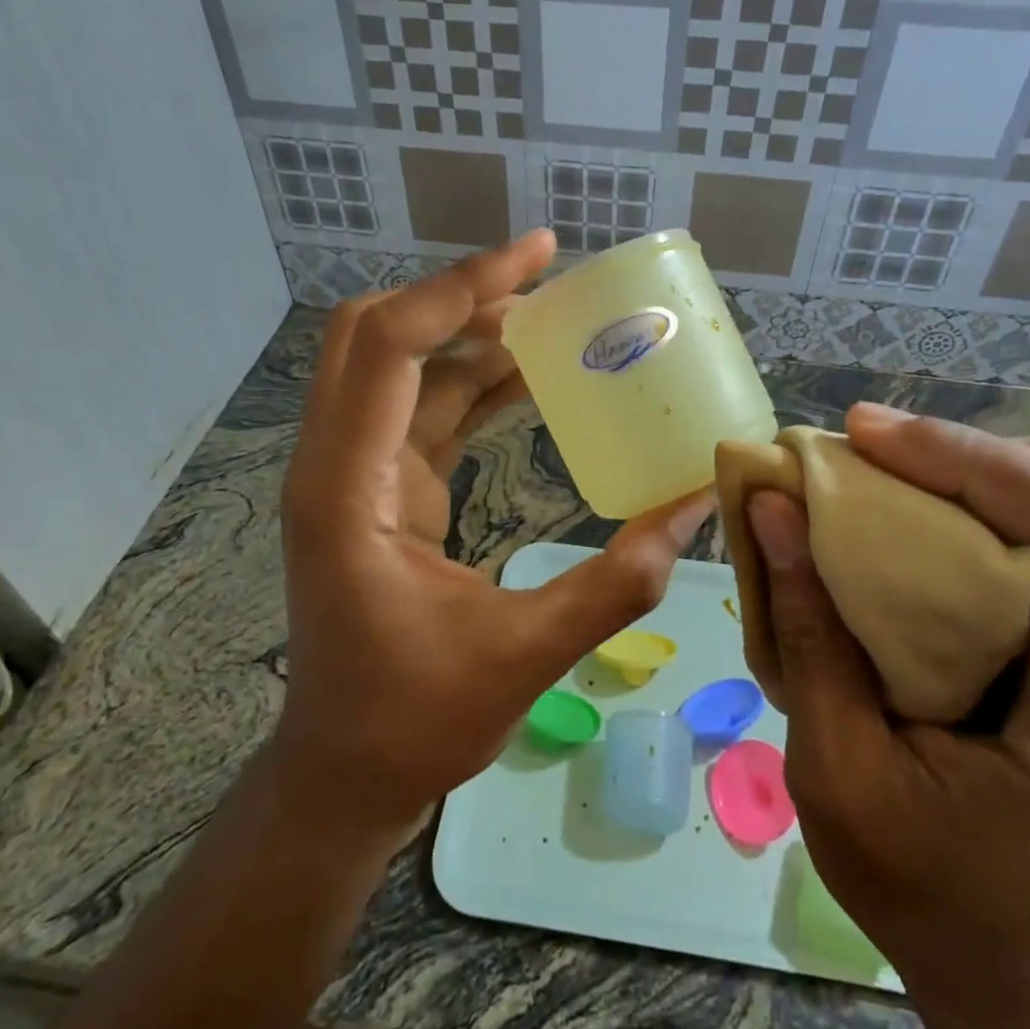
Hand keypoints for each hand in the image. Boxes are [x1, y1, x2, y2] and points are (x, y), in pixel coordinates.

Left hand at [270, 231, 711, 847]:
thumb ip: (613, 585)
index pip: (389, 346)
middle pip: (374, 334)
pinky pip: (421, 409)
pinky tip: (530, 379)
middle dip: (459, 297)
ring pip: (399, 366)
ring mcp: (353, 473)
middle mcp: (336, 463)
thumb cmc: (413, 721)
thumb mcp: (522, 657)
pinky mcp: (379, 489)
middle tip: (544, 284)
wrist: (344, 773)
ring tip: (553, 322)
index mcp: (348, 489)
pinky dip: (471, 381)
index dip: (462, 289)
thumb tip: (693, 514)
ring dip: (470, 335)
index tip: (539, 254)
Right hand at [745, 405, 1029, 1028]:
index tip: (869, 437)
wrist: (993, 957)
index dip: (987, 460)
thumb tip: (773, 507)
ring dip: (963, 475)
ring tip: (868, 475)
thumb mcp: (835, 774)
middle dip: (966, 457)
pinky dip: (964, 510)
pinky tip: (900, 522)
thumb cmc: (916, 886)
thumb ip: (809, 635)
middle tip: (856, 450)